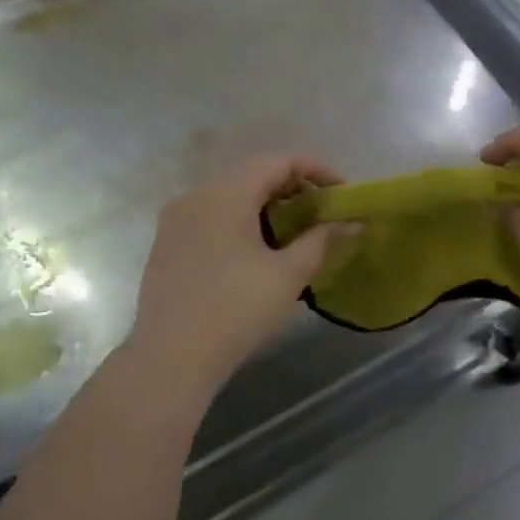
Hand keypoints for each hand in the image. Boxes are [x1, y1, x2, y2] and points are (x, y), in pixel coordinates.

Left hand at [124, 155, 344, 390]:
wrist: (170, 358)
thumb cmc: (236, 311)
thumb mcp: (288, 275)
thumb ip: (322, 241)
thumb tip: (352, 223)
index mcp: (226, 194)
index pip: (278, 161)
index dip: (316, 169)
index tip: (342, 191)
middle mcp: (197, 195)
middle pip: (252, 173)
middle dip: (292, 185)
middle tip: (322, 210)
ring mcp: (176, 218)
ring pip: (229, 194)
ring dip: (265, 203)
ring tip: (294, 229)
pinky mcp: (167, 242)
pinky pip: (210, 214)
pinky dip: (240, 218)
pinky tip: (256, 248)